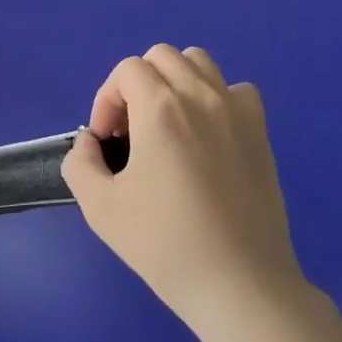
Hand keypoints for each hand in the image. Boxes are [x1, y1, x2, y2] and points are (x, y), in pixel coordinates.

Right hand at [62, 46, 301, 326]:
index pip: (127, 70)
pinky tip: (207, 135)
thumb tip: (90, 142)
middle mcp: (201, 96)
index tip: (107, 143)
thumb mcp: (100, 209)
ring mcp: (236, 111)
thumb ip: (80, 163)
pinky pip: (236, 90)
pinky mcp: (261, 132)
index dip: (107, 101)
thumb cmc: (165, 245)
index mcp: (161, 109)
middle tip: (132, 132)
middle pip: (162, 57)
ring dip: (175, 82)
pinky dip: (216, 98)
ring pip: (200, 63)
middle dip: (137, 85)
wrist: (239, 284)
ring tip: (167, 125)